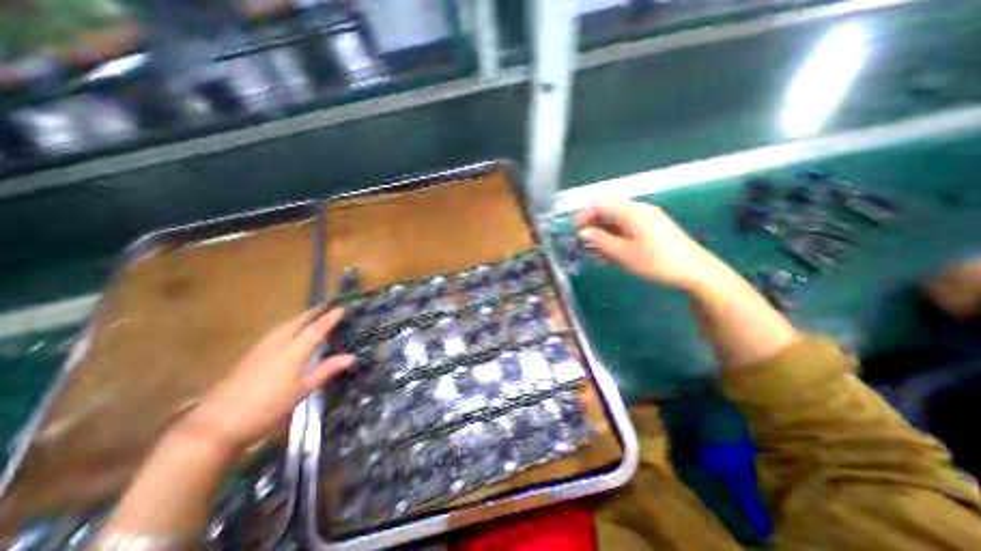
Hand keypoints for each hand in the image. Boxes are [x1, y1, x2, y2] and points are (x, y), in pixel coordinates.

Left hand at [179, 308, 356, 452]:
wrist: (215, 425)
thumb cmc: (266, 409)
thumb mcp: (301, 391)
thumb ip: (326, 371)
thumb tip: (351, 357)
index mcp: (294, 351)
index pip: (317, 328)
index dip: (331, 317)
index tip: (343, 308)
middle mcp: (278, 343)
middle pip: (299, 321)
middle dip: (315, 312)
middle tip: (329, 306)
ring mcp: (261, 348)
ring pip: (285, 324)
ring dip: (301, 317)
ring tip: (312, 315)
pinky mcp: (250, 355)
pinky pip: (275, 332)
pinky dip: (288, 325)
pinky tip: (288, 332)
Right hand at [573, 197, 721, 292]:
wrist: (695, 272)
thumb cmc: (656, 261)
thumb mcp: (623, 253)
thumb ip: (600, 240)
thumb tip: (583, 232)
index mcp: (632, 212)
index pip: (601, 204)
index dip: (584, 214)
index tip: (574, 230)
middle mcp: (639, 210)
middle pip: (608, 212)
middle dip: (593, 226)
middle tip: (582, 244)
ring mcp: (647, 219)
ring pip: (617, 222)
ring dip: (603, 235)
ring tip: (594, 254)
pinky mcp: (652, 230)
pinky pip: (627, 229)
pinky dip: (615, 239)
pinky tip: (609, 255)